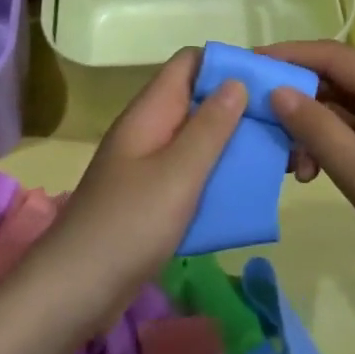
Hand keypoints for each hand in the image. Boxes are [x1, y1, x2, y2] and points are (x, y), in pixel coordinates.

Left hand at [21, 46, 246, 333]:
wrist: (73, 291)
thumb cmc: (129, 225)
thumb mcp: (178, 173)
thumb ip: (210, 127)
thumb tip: (237, 80)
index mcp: (151, 111)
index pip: (189, 63)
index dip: (226, 63)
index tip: (266, 81)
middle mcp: (149, 128)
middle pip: (197, 99)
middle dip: (237, 106)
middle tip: (281, 124)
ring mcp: (147, 163)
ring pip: (196, 137)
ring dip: (230, 142)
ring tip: (273, 156)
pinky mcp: (150, 197)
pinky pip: (190, 171)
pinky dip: (216, 173)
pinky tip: (243, 191)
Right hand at [261, 40, 354, 321]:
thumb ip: (320, 131)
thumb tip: (277, 91)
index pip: (335, 56)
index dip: (290, 54)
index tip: (248, 63)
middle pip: (338, 80)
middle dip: (297, 95)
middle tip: (257, 118)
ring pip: (345, 110)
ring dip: (311, 127)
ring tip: (288, 162)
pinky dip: (330, 146)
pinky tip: (312, 173)